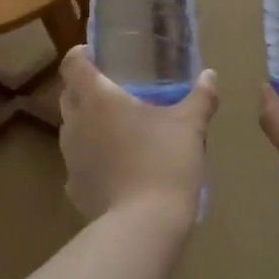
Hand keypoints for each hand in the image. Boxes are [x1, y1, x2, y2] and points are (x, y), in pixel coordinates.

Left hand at [59, 48, 217, 228]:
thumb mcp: (190, 126)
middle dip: (85, 87)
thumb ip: (201, 97)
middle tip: (115, 89)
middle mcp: (75, 123)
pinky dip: (93, 158)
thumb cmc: (165, 162)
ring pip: (72, 128)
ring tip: (118, 128)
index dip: (80, 54)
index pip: (72, 63)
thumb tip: (210, 75)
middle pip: (68, 94)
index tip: (97, 54)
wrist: (144, 225)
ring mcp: (70, 157)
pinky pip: (79, 162)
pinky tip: (116, 167)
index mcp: (97, 98)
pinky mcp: (74, 186)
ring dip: (88, 123)